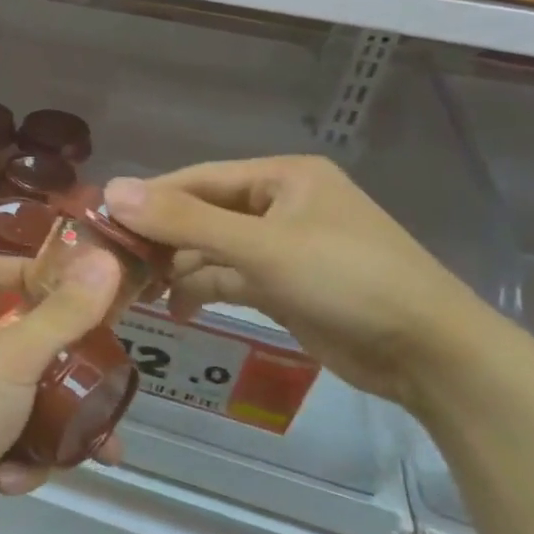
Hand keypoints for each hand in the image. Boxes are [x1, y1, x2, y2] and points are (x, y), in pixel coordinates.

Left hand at [0, 249, 123, 533]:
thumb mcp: (14, 357)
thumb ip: (62, 314)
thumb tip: (105, 260)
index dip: (31, 272)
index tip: (79, 290)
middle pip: (27, 340)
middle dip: (70, 364)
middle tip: (109, 376)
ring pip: (34, 399)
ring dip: (63, 425)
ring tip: (103, 447)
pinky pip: (21, 443)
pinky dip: (28, 461)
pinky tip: (19, 477)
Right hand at [103, 157, 509, 412]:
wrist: (432, 356)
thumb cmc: (348, 282)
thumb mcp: (261, 247)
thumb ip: (185, 220)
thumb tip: (112, 190)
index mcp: (281, 177)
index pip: (196, 179)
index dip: (148, 199)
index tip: (100, 222)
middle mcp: (279, 205)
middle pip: (201, 214)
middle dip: (160, 239)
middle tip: (113, 264)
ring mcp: (282, 247)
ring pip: (211, 249)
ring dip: (177, 268)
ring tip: (137, 293)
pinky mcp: (284, 285)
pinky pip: (229, 278)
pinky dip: (202, 290)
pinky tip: (176, 310)